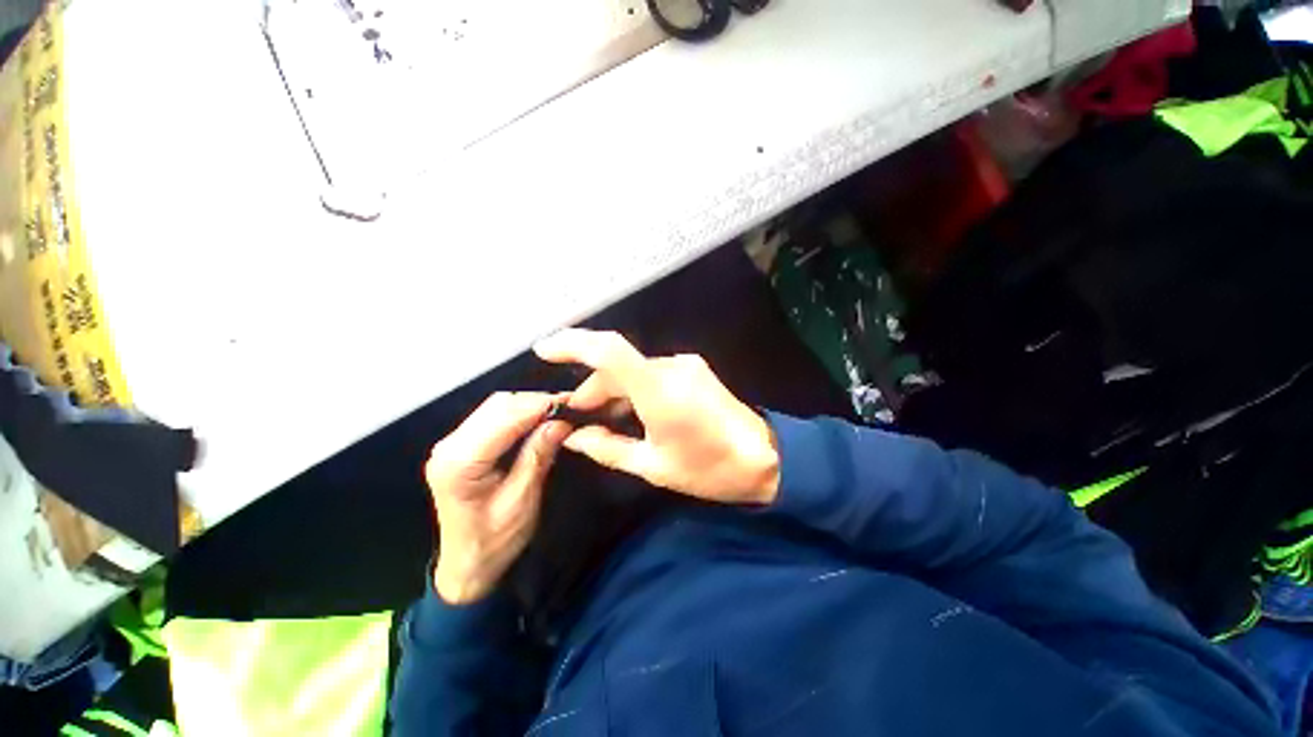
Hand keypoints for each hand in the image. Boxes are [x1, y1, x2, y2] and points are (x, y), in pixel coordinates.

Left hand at [425, 392, 570, 604]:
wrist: (467, 566)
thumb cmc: (494, 542)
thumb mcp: (522, 501)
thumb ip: (538, 456)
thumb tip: (561, 422)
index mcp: (459, 463)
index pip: (503, 419)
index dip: (538, 406)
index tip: (570, 402)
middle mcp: (449, 446)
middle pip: (498, 406)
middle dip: (536, 402)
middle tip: (569, 405)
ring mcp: (452, 443)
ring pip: (496, 406)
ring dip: (529, 405)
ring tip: (558, 410)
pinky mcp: (461, 445)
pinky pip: (493, 416)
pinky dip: (519, 413)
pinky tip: (538, 418)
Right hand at [533, 329, 779, 505]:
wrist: (765, 459)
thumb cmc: (709, 468)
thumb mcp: (653, 466)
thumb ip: (608, 448)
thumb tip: (574, 437)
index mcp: (660, 391)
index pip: (609, 351)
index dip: (573, 343)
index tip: (544, 349)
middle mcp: (672, 367)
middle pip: (618, 363)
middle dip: (592, 386)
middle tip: (576, 413)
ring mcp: (685, 364)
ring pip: (634, 368)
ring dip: (613, 388)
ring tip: (600, 416)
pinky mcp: (693, 369)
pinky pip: (652, 372)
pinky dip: (633, 387)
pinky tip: (629, 410)